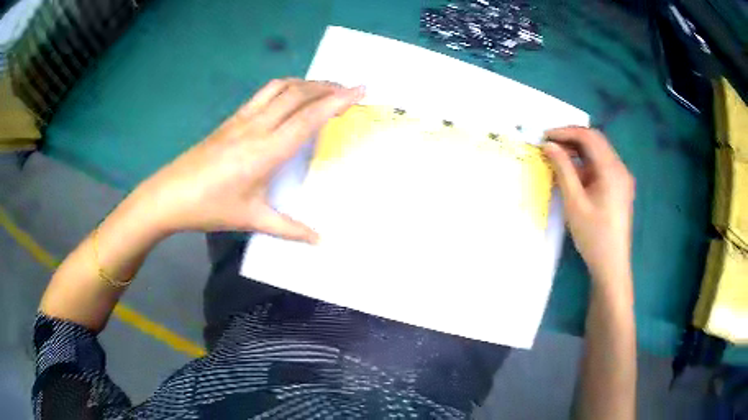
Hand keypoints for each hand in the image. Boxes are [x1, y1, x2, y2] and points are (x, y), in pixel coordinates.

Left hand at [131, 79, 364, 241]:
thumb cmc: (210, 208)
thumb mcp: (252, 219)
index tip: (360, 90)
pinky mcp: (231, 119)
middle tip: (350, 89)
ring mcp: (242, 119)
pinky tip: (290, 96)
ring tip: (325, 88)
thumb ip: (289, 229)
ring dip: (306, 83)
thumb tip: (320, 241)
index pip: (308, 117)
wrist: (169, 195)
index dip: (337, 100)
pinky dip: (285, 87)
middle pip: (298, 94)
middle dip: (327, 86)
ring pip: (280, 88)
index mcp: (266, 151)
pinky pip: (264, 93)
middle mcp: (257, 126)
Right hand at [542, 127, 634, 283]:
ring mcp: (622, 177)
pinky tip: (574, 172)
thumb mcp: (574, 202)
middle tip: (549, 144)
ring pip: (599, 152)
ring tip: (558, 156)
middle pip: (596, 141)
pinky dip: (586, 163)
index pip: (589, 137)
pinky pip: (602, 165)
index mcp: (612, 170)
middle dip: (571, 138)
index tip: (545, 136)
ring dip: (578, 150)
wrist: (612, 265)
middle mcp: (620, 168)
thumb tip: (548, 145)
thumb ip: (562, 169)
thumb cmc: (593, 236)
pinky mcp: (620, 186)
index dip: (566, 132)